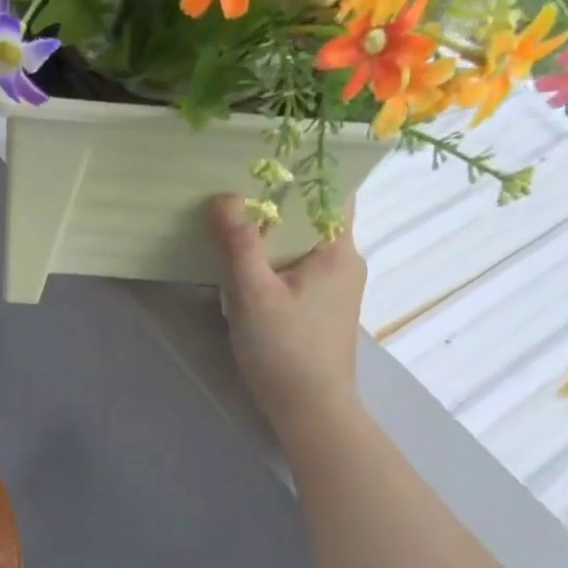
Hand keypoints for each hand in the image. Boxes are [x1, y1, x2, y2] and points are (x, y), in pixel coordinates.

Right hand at [210, 194, 365, 436]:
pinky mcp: (320, 307)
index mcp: (338, 250)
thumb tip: (222, 197)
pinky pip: (296, 267)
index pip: (334, 190)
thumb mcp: (253, 294)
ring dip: (271, 233)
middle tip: (233, 186)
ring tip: (230, 221)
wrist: (310, 410)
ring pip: (302, 244)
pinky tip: (242, 264)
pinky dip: (272, 258)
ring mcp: (334, 286)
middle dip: (276, 201)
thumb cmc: (286, 349)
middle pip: (313, 216)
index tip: (265, 157)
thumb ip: (239, 244)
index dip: (304, 170)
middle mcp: (344, 261)